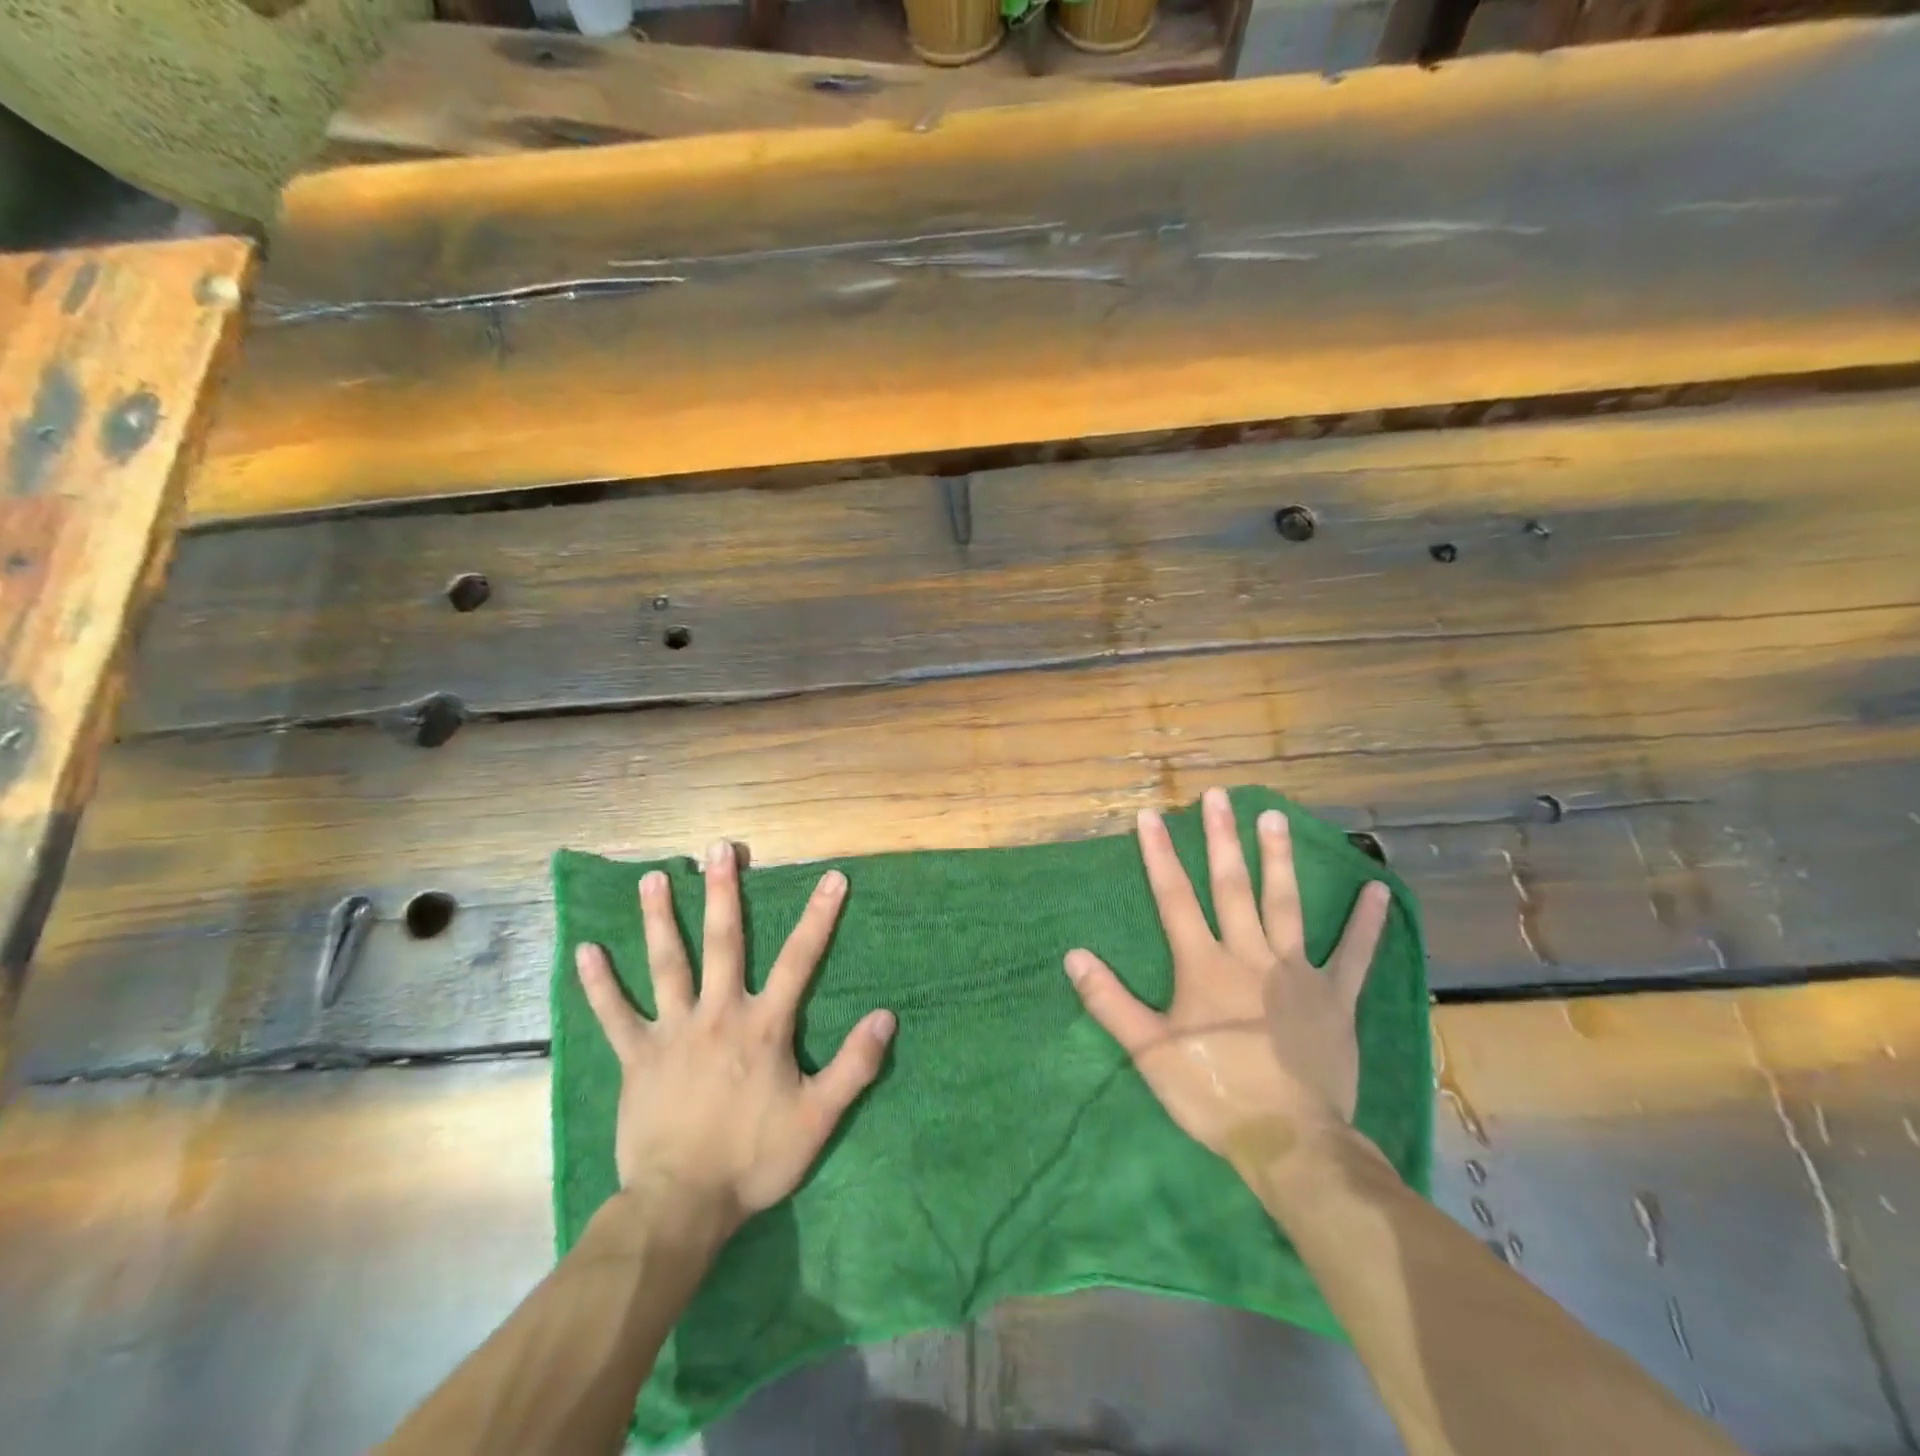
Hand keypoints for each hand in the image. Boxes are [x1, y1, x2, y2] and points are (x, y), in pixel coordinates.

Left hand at [574, 840, 895, 1233]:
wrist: (681, 1205)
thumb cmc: (754, 1159)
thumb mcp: (818, 1118)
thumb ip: (855, 1066)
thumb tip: (887, 1016)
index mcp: (763, 1026)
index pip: (799, 960)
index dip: (819, 917)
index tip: (832, 877)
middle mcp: (718, 1014)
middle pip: (723, 942)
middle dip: (724, 892)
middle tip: (719, 849)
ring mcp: (672, 1032)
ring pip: (667, 964)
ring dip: (660, 919)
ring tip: (653, 877)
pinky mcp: (636, 1057)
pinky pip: (614, 1014)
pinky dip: (599, 984)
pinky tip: (585, 951)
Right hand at [1064, 787, 1389, 1171]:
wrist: (1291, 1143)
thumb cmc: (1213, 1094)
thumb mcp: (1149, 1051)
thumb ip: (1110, 1001)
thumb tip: (1073, 955)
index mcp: (1204, 966)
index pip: (1175, 898)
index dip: (1159, 855)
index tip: (1151, 816)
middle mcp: (1249, 955)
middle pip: (1231, 887)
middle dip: (1221, 839)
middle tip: (1219, 796)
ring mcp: (1296, 973)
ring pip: (1285, 904)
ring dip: (1278, 859)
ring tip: (1274, 817)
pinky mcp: (1334, 998)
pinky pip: (1354, 955)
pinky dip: (1365, 923)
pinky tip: (1376, 890)